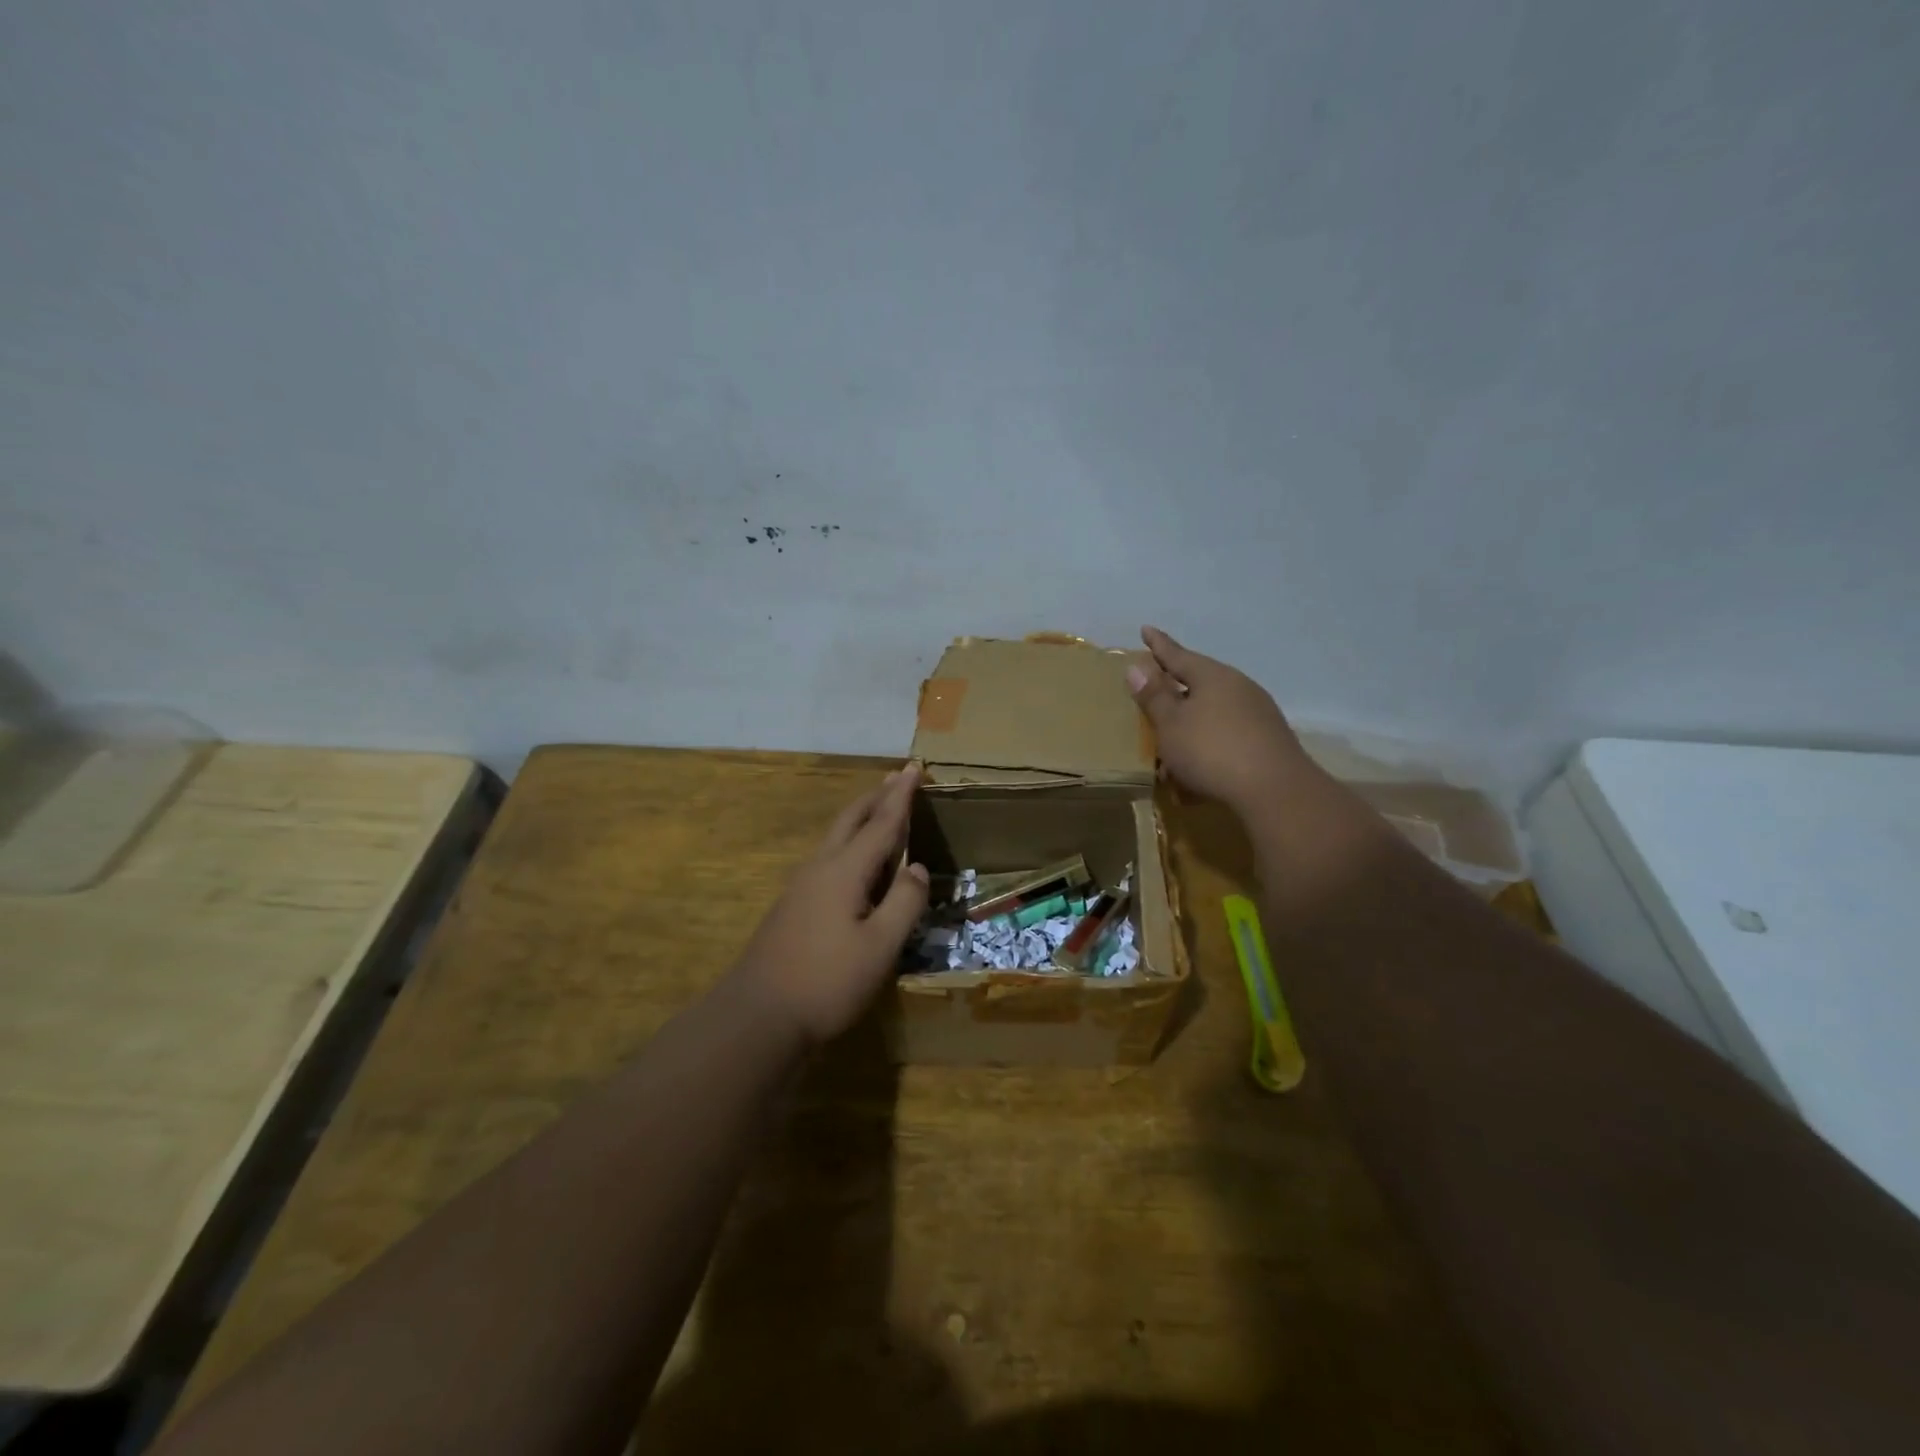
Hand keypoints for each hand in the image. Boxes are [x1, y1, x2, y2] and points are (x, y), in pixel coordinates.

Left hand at [727, 764, 929, 1046]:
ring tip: (881, 811)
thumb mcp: (880, 946)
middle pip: (851, 820)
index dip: (901, 796)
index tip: (915, 767)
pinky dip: (851, 845)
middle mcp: (820, 867)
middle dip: (877, 797)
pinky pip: (829, 858)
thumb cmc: (827, 981)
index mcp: (844, 870)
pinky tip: (857, 863)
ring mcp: (801, 886)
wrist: (757, 1016)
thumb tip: (917, 868)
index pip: (881, 822)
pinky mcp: (793, 906)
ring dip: (862, 819)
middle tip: (898, 779)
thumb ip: (904, 903)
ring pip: (837, 838)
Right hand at [1127, 626, 1317, 813]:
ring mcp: (1257, 712)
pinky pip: (1227, 731)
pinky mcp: (1267, 739)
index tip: (1146, 629)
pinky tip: (1199, 760)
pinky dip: (1208, 739)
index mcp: (1212, 676)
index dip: (1159, 645)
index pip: (1178, 655)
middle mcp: (1238, 686)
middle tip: (1157, 682)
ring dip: (1192, 718)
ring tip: (1174, 732)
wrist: (1275, 791)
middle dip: (1177, 683)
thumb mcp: (1171, 725)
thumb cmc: (1211, 751)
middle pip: (1200, 679)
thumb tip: (1136, 667)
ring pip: (1215, 707)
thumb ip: (1154, 697)